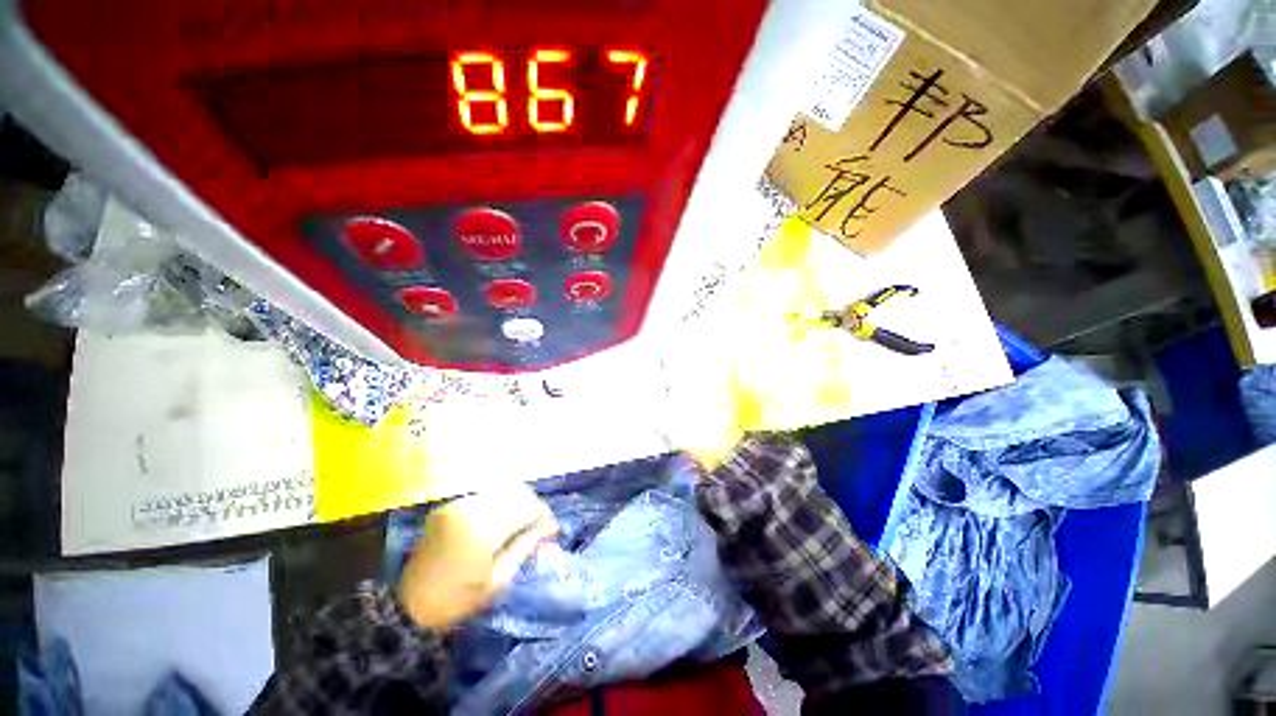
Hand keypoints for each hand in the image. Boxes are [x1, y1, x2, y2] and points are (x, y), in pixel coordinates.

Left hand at [396, 485, 557, 630]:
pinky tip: (504, 519)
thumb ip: (524, 546)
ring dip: (518, 502)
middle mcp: (471, 506)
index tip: (553, 529)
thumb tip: (549, 527)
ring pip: (502, 490)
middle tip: (541, 526)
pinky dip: (501, 503)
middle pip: (516, 492)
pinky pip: (485, 496)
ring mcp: (458, 503)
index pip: (526, 507)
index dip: (544, 515)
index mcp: (483, 528)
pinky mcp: (449, 506)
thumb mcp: (496, 581)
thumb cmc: (455, 601)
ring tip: (524, 523)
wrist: (406, 606)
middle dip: (533, 506)